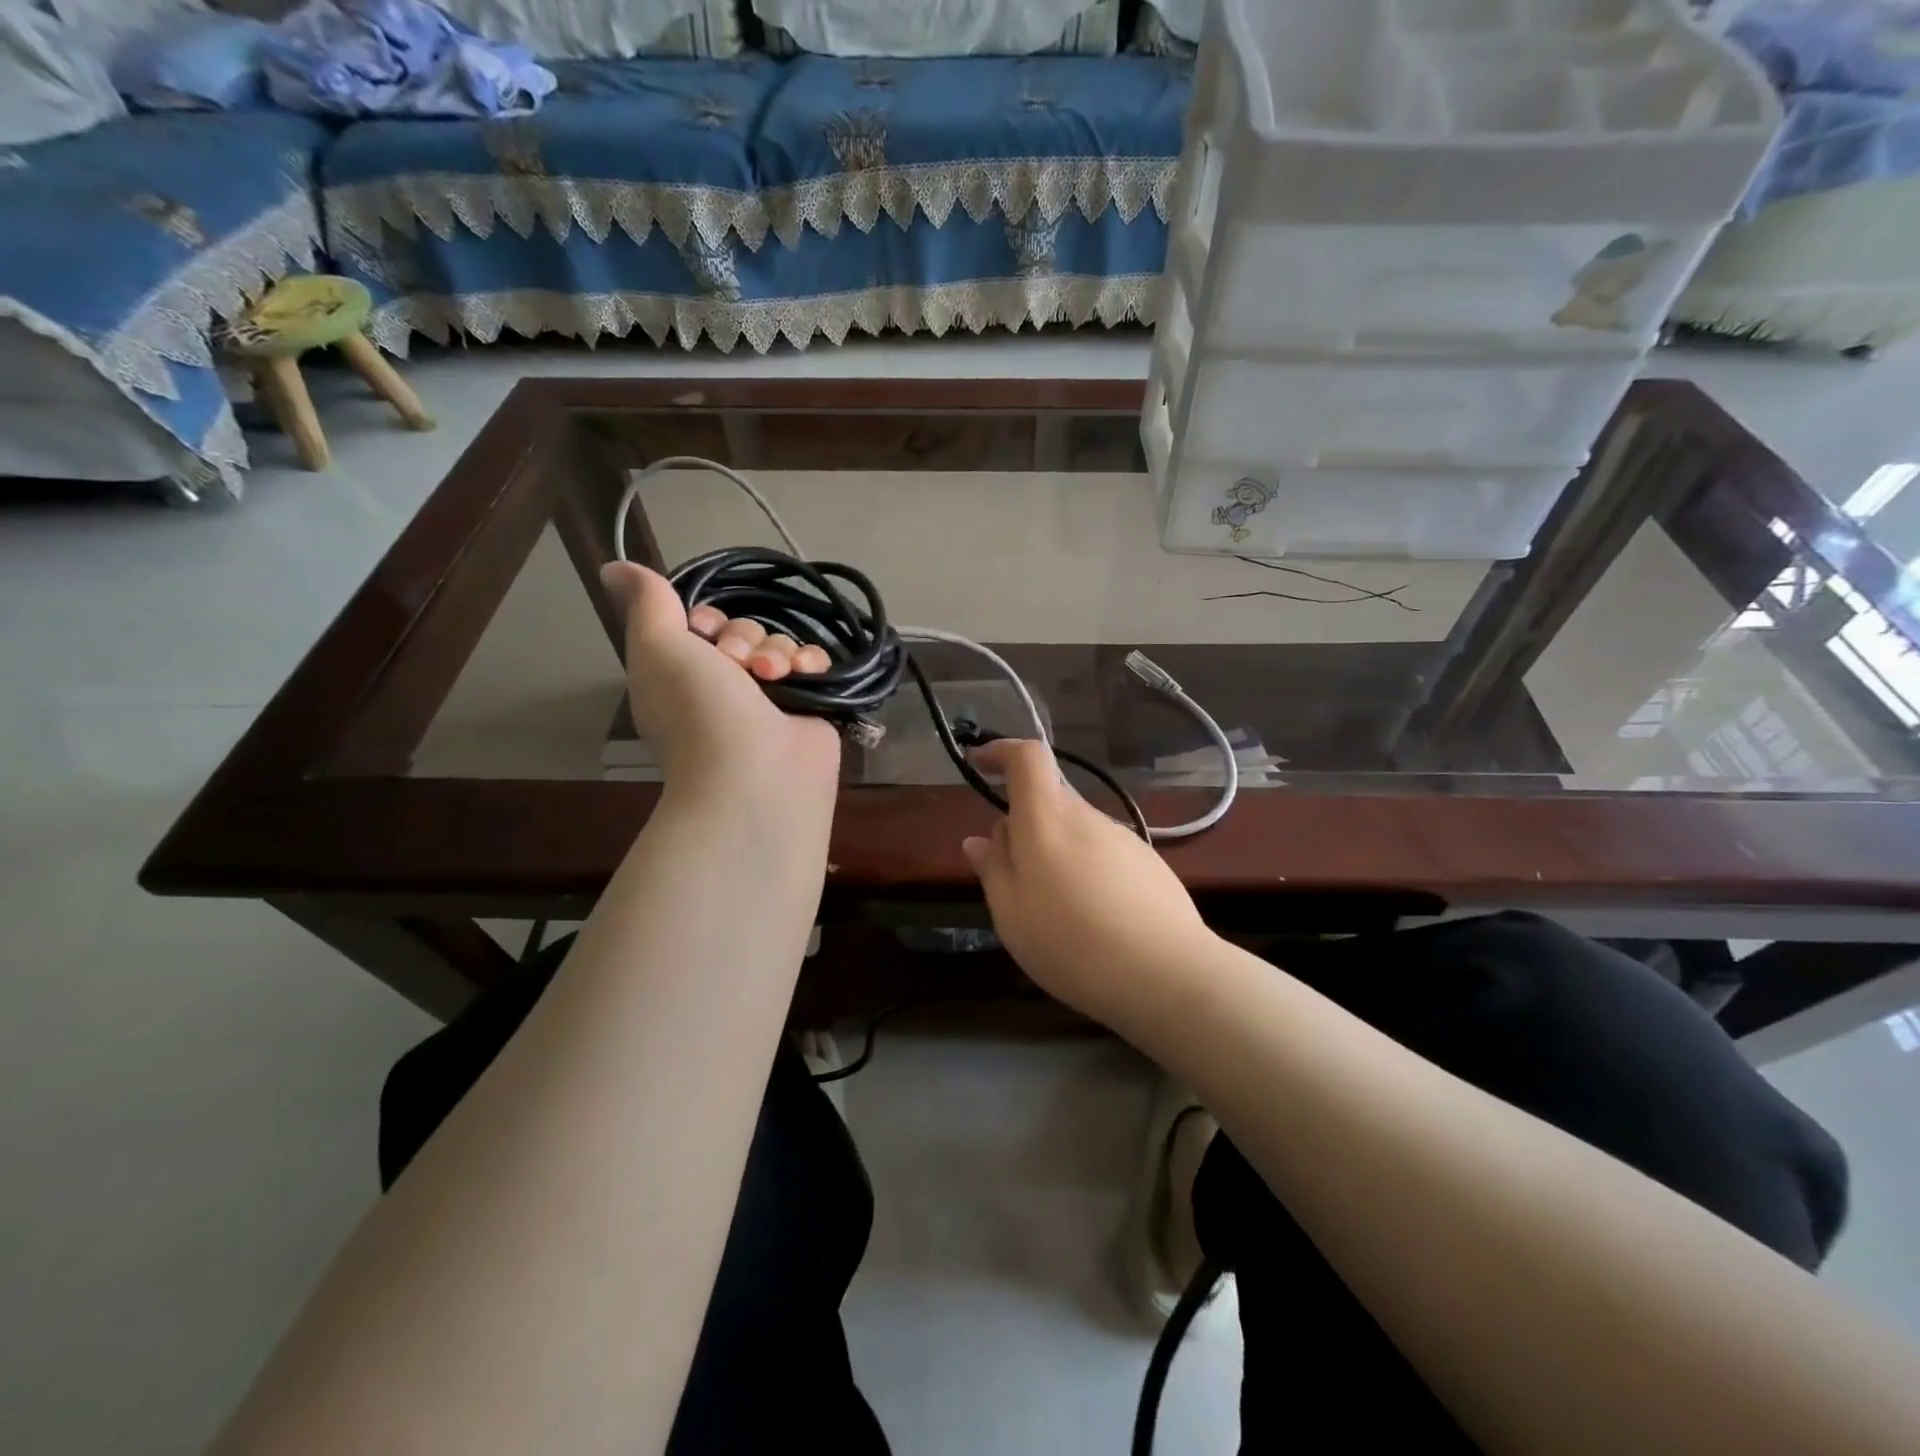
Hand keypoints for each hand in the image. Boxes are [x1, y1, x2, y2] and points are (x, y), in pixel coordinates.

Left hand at [600, 562, 840, 802]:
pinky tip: (805, 674)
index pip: (701, 625)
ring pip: (779, 644)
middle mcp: (724, 687)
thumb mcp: (658, 647)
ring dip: (777, 651)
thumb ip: (647, 603)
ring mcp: (769, 699)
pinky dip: (810, 662)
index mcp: (683, 675)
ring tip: (774, 677)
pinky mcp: (808, 706)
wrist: (757, 772)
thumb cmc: (700, 708)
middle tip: (739, 664)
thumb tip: (614, 567)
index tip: (704, 628)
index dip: (706, 619)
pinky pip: (812, 664)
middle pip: (743, 630)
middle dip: (743, 638)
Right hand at [961, 739, 1213, 1030]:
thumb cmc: (1071, 942)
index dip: (1002, 751)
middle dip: (1024, 826)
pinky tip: (1092, 921)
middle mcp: (1087, 816)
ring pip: (1076, 831)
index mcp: (1047, 818)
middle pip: (1049, 800)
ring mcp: (1123, 838)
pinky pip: (1103, 855)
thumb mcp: (1011, 913)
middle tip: (1012, 879)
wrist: (1166, 973)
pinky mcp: (1149, 864)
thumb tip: (981, 838)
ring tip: (1054, 912)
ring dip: (1056, 855)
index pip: (1028, 756)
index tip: (980, 764)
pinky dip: (1086, 873)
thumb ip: (993, 869)